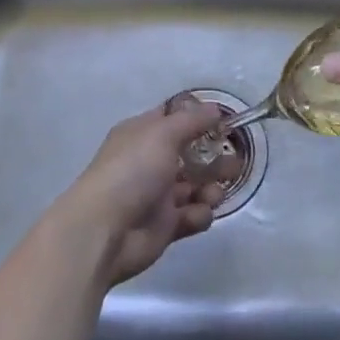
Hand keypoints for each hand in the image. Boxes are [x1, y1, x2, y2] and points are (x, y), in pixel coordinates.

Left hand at [64, 98, 224, 285]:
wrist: (104, 231)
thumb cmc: (132, 171)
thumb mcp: (163, 134)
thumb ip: (193, 120)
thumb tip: (214, 109)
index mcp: (142, 134)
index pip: (173, 119)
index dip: (198, 118)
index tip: (224, 121)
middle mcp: (149, 162)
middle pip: (191, 154)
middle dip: (214, 157)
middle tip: (235, 161)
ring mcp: (157, 195)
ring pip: (195, 186)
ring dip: (211, 188)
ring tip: (214, 193)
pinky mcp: (165, 226)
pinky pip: (192, 215)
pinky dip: (199, 214)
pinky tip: (196, 214)